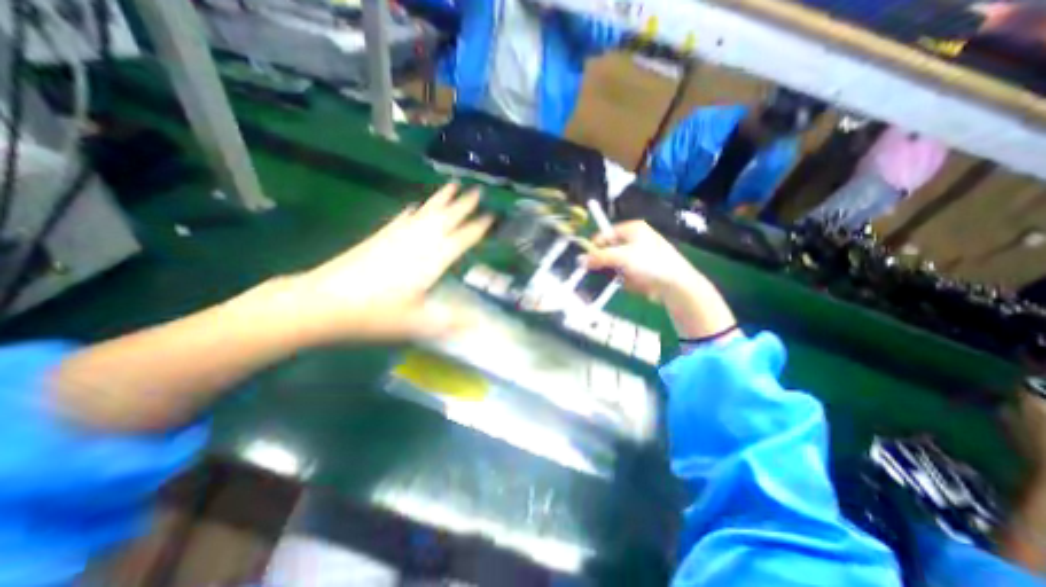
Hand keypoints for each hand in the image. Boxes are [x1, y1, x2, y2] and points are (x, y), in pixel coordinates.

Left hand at [269, 181, 490, 341]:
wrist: (322, 302)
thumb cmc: (375, 314)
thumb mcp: (417, 323)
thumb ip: (450, 321)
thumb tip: (479, 323)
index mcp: (432, 260)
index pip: (462, 239)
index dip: (478, 227)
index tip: (492, 215)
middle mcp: (418, 242)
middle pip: (446, 218)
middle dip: (463, 204)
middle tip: (477, 190)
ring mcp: (397, 236)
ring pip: (425, 212)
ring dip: (440, 199)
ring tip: (451, 185)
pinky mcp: (379, 237)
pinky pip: (402, 218)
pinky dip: (412, 210)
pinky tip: (413, 205)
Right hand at [580, 221, 732, 337]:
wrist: (675, 284)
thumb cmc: (650, 263)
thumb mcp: (621, 257)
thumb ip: (599, 257)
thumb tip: (580, 260)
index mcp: (632, 229)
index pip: (605, 235)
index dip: (595, 247)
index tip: (587, 261)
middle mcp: (635, 240)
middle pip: (609, 250)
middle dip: (605, 263)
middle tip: (603, 272)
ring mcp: (639, 256)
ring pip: (615, 264)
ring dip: (615, 273)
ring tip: (622, 279)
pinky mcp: (642, 270)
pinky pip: (624, 274)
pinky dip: (625, 280)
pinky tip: (633, 284)